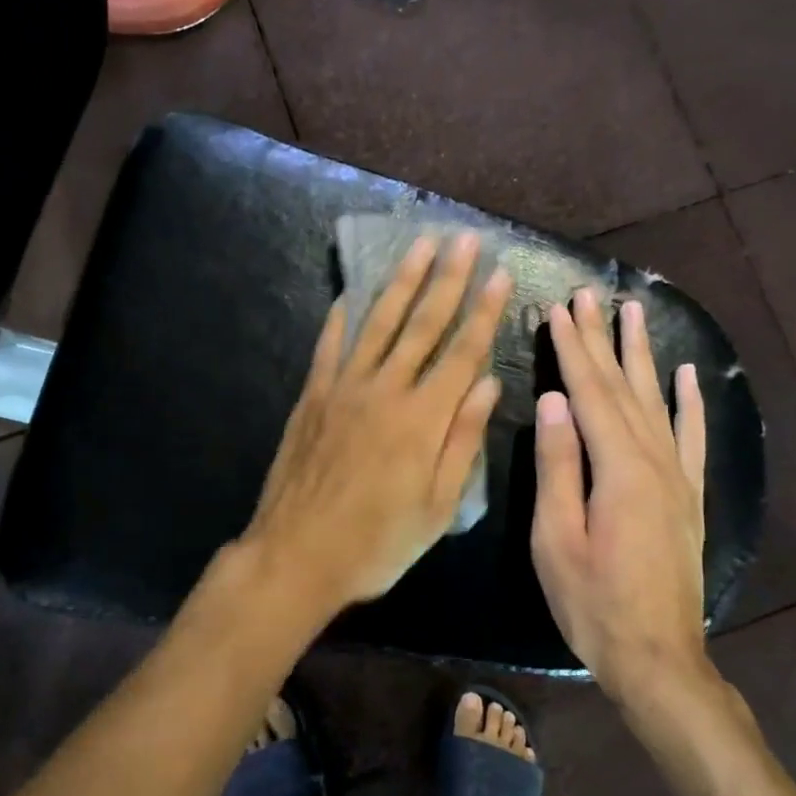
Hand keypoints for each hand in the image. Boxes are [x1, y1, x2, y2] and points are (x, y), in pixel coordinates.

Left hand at [242, 232, 513, 618]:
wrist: (297, 556)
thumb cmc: (377, 542)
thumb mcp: (438, 507)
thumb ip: (463, 442)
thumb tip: (488, 383)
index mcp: (424, 419)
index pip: (463, 353)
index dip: (483, 312)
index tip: (498, 274)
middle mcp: (386, 391)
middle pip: (423, 324)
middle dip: (448, 279)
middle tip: (463, 239)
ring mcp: (344, 389)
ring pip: (378, 323)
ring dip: (401, 282)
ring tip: (419, 247)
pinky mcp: (313, 396)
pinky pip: (330, 347)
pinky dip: (342, 319)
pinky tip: (350, 295)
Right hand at [531, 289, 711, 692]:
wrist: (658, 658)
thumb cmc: (593, 602)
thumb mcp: (556, 538)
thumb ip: (558, 465)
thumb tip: (553, 400)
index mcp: (619, 469)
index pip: (590, 393)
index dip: (572, 349)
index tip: (558, 309)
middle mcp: (655, 461)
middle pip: (623, 387)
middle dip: (602, 338)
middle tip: (587, 294)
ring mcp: (678, 477)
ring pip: (657, 401)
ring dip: (642, 355)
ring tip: (632, 311)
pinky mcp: (689, 496)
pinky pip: (692, 437)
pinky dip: (690, 402)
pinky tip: (687, 374)